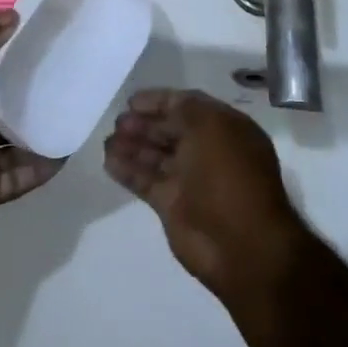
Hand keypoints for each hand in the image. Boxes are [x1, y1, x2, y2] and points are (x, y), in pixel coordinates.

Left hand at [0, 12, 61, 273]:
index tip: (42, 34)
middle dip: (30, 90)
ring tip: (79, 104)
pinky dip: (44, 162)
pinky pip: (22, 172)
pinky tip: (70, 146)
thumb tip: (12, 15)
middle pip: (1, 103)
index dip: (5, 52)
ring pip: (16, 138)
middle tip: (72, 68)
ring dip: (41, 125)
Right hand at [104, 88, 308, 297]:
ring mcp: (190, 181)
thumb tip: (161, 107)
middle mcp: (209, 152)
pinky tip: (108, 161)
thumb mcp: (210, 126)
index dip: (160, 101)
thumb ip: (183, 108)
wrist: (240, 245)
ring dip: (131, 145)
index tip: (131, 101)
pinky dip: (127, 170)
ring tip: (107, 141)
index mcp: (226, 130)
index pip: (188, 106)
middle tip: (118, 122)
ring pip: (155, 156)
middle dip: (144, 124)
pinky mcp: (173, 206)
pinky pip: (146, 181)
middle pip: (170, 131)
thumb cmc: (228, 176)